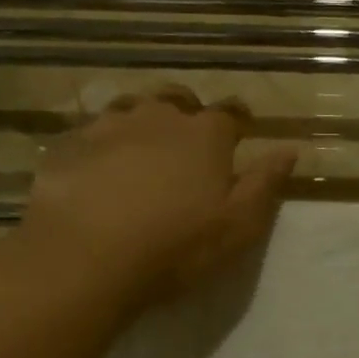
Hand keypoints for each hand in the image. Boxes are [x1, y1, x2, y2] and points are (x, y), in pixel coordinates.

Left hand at [14, 86, 296, 308]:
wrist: (84, 258)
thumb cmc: (175, 246)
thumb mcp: (238, 225)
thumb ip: (265, 183)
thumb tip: (290, 148)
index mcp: (205, 134)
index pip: (231, 112)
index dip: (239, 120)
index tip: (241, 130)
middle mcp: (158, 117)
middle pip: (178, 99)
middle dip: (187, 112)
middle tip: (188, 140)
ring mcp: (108, 125)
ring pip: (132, 108)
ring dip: (143, 122)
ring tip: (142, 150)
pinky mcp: (68, 144)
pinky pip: (92, 132)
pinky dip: (102, 143)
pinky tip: (98, 168)